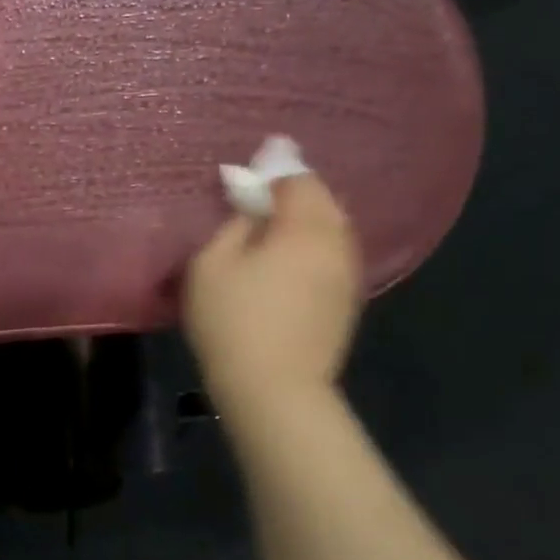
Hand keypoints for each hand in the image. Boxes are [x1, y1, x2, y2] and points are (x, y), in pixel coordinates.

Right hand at [183, 173, 362, 408]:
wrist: (274, 386)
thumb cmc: (232, 319)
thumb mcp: (211, 263)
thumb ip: (233, 225)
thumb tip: (252, 209)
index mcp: (305, 228)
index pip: (298, 180)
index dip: (271, 172)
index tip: (245, 179)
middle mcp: (337, 243)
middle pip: (323, 200)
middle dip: (293, 193)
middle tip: (258, 200)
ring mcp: (348, 273)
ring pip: (332, 228)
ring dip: (305, 220)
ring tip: (271, 230)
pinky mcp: (346, 300)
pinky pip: (332, 254)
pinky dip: (312, 246)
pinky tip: (287, 261)